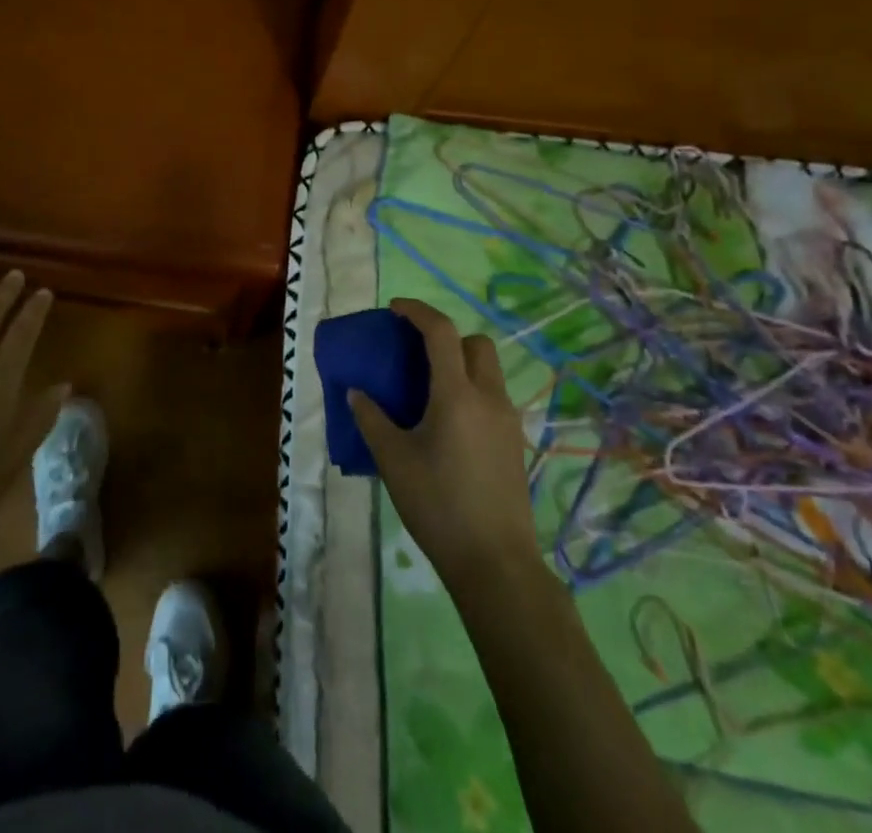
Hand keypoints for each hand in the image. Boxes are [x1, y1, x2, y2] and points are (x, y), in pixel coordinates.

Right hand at [349, 298, 540, 587]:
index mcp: (457, 395)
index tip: (395, 309)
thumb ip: (372, 419)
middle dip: (447, 336)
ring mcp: (508, 421)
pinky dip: (471, 389)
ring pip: (489, 370)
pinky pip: (493, 397)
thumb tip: (356, 393)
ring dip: (461, 362)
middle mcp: (489, 398)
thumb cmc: (438, 505)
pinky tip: (449, 422)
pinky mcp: (515, 443)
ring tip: (429, 387)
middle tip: (417, 352)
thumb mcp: (393, 461)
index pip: (441, 332)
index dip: (417, 312)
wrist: (495, 563)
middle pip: (476, 343)